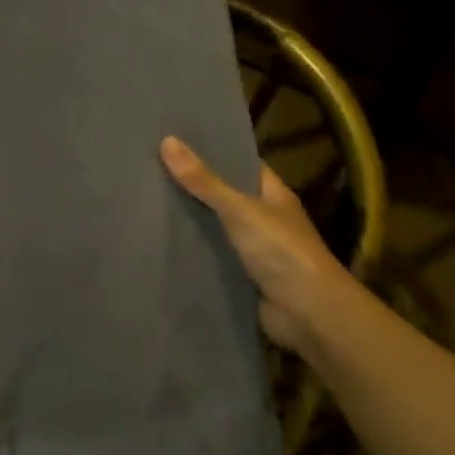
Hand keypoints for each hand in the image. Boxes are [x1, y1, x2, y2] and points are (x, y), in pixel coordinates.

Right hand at [160, 136, 348, 351]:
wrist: (308, 313)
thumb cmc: (281, 251)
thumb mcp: (240, 209)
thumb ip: (204, 181)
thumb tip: (167, 140)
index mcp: (273, 195)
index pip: (241, 165)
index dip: (213, 152)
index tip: (177, 141)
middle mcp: (264, 219)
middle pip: (224, 197)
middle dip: (193, 187)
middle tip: (150, 170)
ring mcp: (253, 250)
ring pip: (214, 229)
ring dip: (189, 222)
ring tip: (146, 203)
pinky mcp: (240, 277)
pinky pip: (210, 259)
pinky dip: (191, 254)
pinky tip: (160, 244)